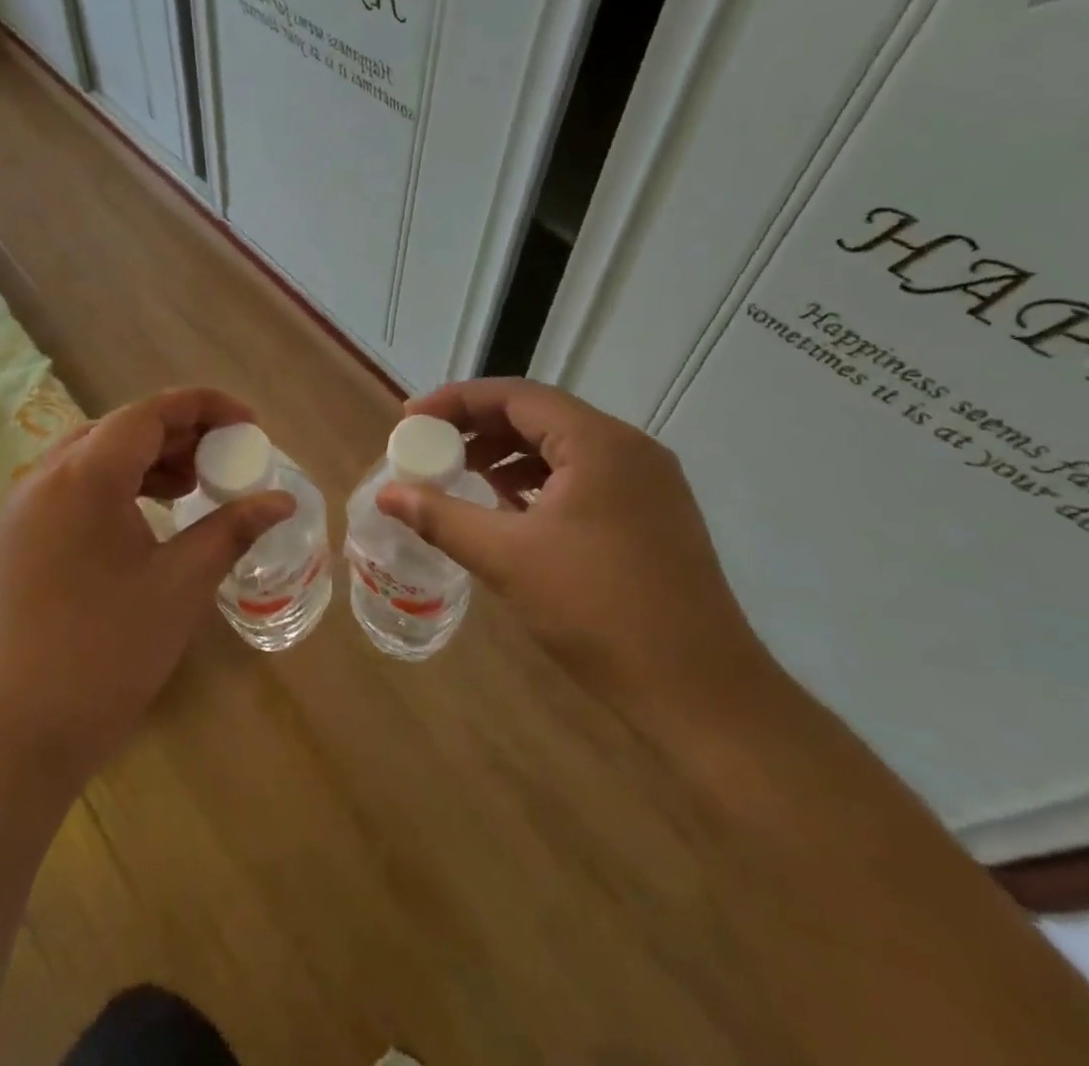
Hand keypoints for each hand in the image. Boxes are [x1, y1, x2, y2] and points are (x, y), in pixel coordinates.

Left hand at [0, 388, 295, 792]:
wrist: (11, 739)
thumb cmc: (104, 655)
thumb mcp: (180, 586)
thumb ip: (231, 530)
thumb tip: (281, 501)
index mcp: (84, 475)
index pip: (150, 412)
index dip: (205, 407)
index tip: (250, 425)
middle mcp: (44, 477)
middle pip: (121, 429)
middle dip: (179, 435)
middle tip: (226, 459)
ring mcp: (23, 509)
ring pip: (94, 458)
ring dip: (147, 461)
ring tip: (193, 487)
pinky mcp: (16, 540)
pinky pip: (73, 489)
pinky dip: (116, 489)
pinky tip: (147, 518)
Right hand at [377, 378, 785, 737]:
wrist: (702, 693)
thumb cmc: (598, 611)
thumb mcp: (507, 558)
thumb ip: (441, 517)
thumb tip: (386, 493)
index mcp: (598, 443)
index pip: (514, 395)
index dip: (455, 401)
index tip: (410, 419)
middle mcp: (628, 448)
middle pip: (539, 415)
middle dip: (478, 427)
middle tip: (430, 446)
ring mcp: (647, 482)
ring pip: (562, 446)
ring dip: (507, 453)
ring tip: (463, 475)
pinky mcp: (653, 514)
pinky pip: (583, 475)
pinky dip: (539, 480)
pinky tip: (510, 507)